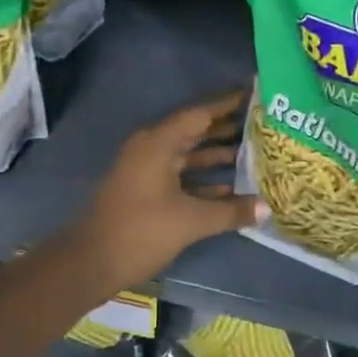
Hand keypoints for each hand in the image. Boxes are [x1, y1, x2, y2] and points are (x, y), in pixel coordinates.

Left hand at [65, 90, 265, 294]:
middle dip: (227, 127)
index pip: (200, 113)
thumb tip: (266, 209)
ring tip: (254, 151)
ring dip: (217, 153)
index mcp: (158, 143)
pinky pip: (180, 173)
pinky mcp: (146, 188)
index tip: (254, 94)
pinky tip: (230, 186)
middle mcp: (152, 148)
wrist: (92, 262)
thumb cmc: (141, 232)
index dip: (228, 104)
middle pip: (195, 130)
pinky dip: (202, 177)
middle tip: (262, 122)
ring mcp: (147, 168)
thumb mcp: (190, 221)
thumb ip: (230, 211)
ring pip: (188, 153)